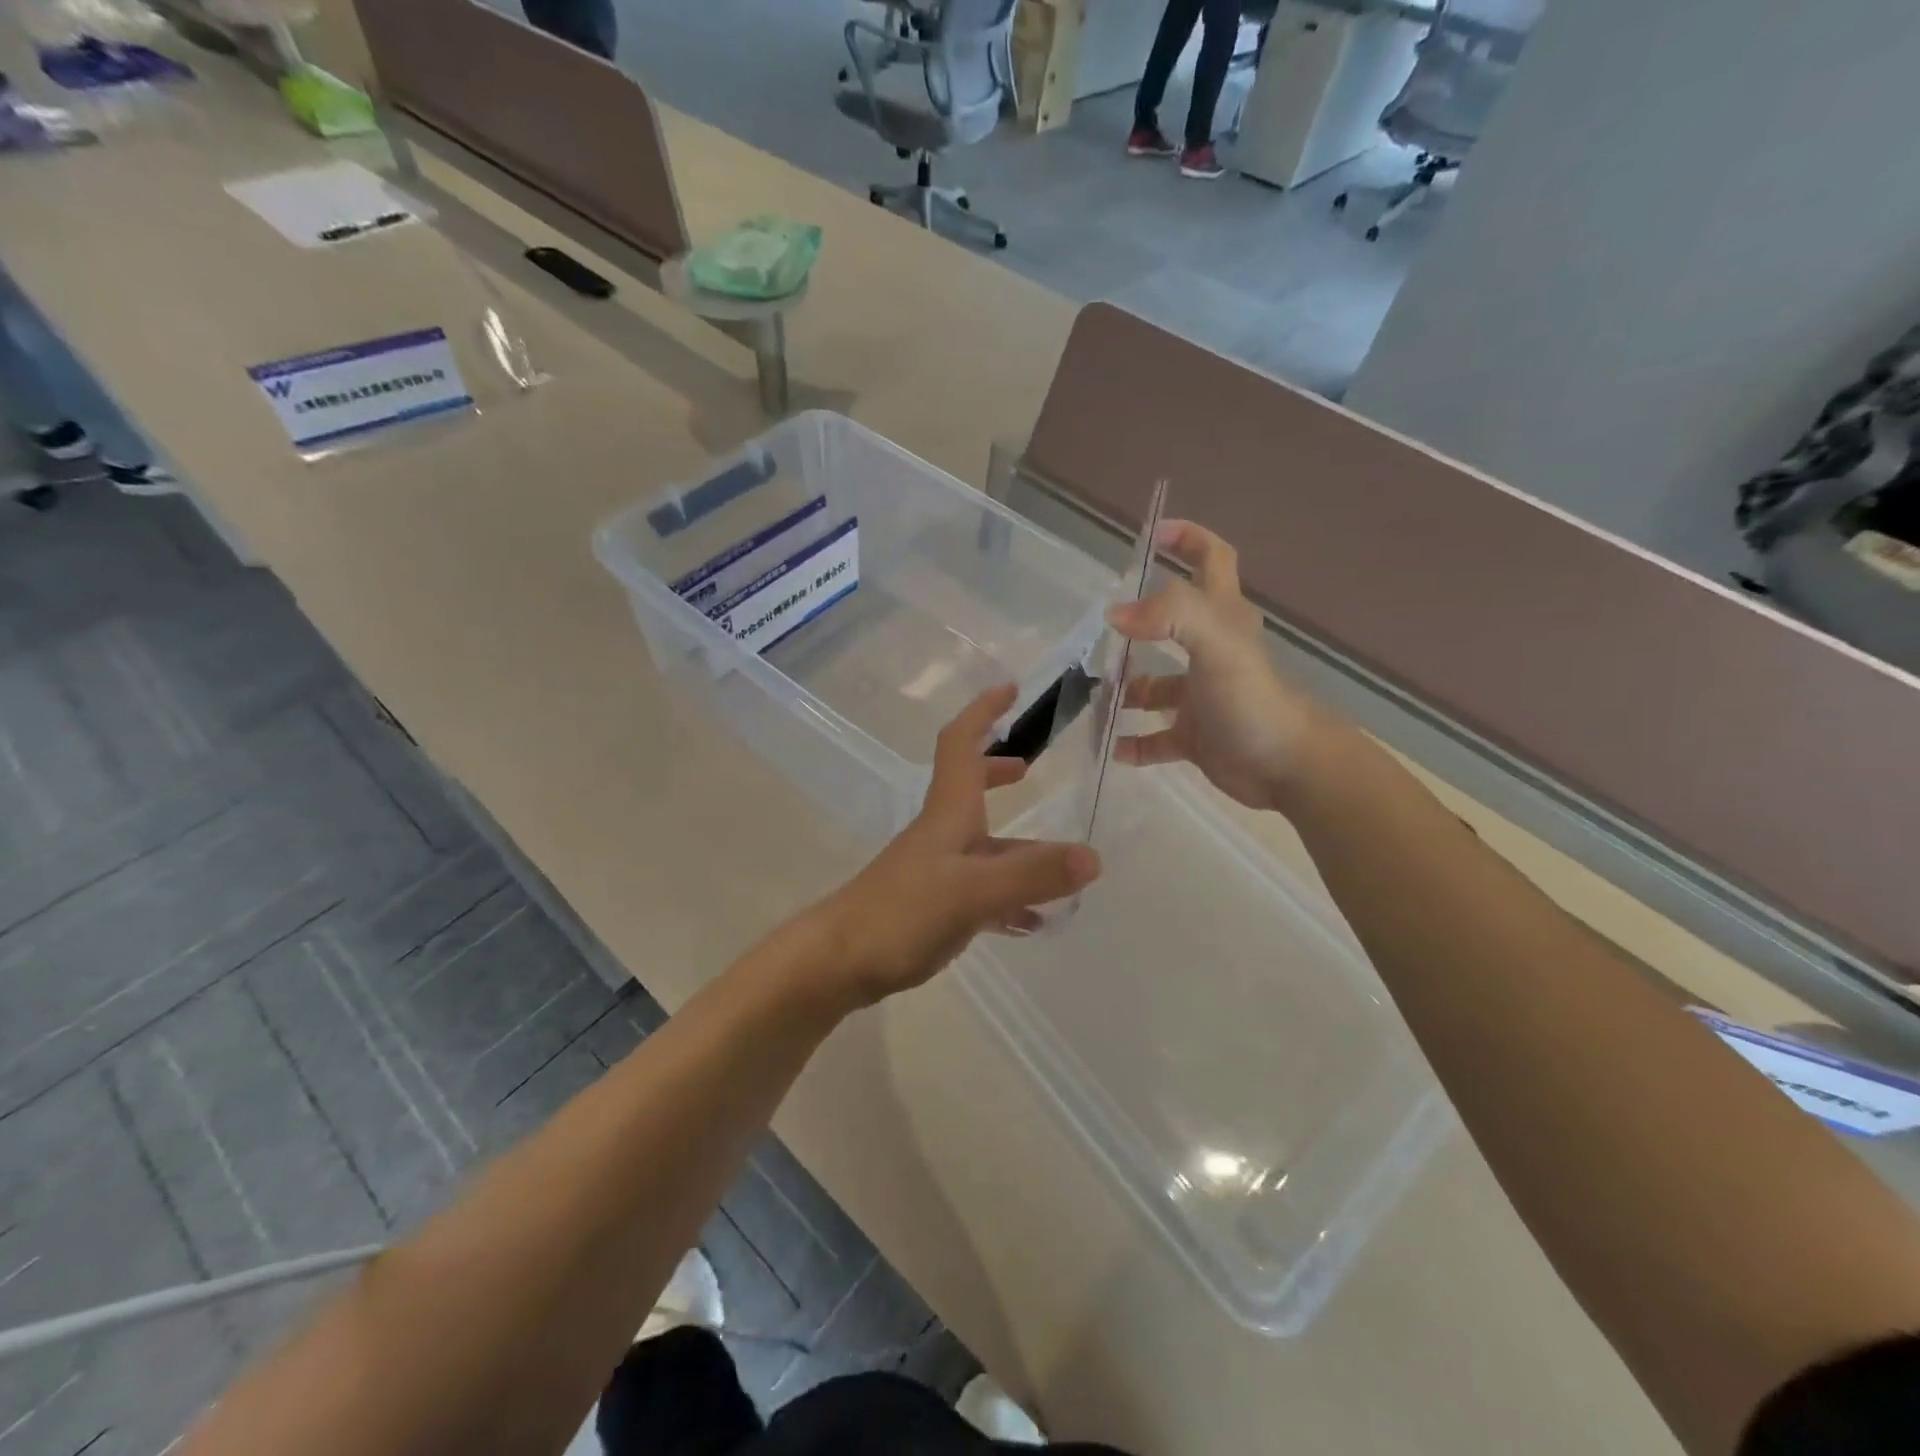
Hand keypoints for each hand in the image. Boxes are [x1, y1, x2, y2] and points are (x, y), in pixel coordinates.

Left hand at [818, 685, 1101, 1005]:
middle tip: (1030, 769)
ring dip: (1018, 847)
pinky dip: (1010, 897)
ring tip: (1060, 865)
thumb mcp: (972, 891)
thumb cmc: (901, 912)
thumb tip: (1092, 857)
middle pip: (971, 788)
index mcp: (949, 813)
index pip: (961, 744)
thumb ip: (1031, 875)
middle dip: (998, 771)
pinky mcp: (934, 907)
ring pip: (984, 847)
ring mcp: (937, 871)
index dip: (982, 712)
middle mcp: (943, 834)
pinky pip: (982, 892)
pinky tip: (1034, 921)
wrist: (841, 961)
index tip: (1010, 689)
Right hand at [1107, 520, 1322, 811]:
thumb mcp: (1216, 643)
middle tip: (1098, 631)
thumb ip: (1170, 616)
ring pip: (1153, 686)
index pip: (1211, 559)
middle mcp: (1210, 651)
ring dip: (1124, 690)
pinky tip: (1111, 745)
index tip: (1151, 535)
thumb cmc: (1252, 699)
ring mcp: (1201, 696)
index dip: (1187, 538)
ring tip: (1091, 696)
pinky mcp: (1195, 736)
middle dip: (1135, 623)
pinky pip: (1154, 737)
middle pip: (1172, 623)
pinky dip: (1132, 741)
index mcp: (1221, 618)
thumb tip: (1116, 614)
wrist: (1286, 767)